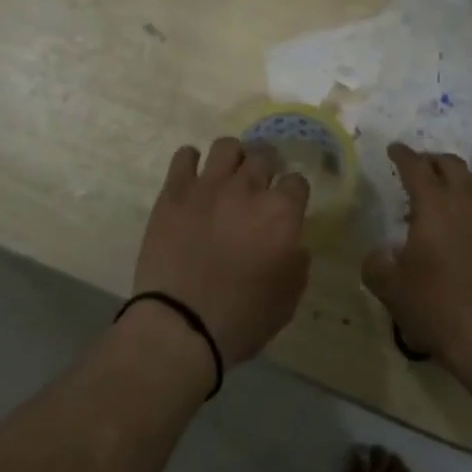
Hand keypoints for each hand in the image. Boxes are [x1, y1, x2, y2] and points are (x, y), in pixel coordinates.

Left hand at [132, 137, 310, 369]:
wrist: (181, 325)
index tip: (288, 204)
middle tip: (260, 184)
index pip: (297, 181)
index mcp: (280, 213)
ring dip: (233, 158)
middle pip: (263, 154)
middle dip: (267, 166)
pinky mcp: (174, 192)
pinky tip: (193, 177)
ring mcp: (207, 186)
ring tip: (228, 175)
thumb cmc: (242, 318)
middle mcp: (247, 189)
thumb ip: (296, 259)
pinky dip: (191, 161)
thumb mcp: (289, 296)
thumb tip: (290, 240)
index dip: (294, 192)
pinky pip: (184, 156)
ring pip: (226, 146)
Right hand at [364, 142, 471, 375]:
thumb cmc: (437, 309)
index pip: (416, 166)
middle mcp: (469, 202)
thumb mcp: (390, 289)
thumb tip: (381, 253)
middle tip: (422, 169)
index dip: (403, 155)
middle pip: (452, 165)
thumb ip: (377, 264)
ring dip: (464, 179)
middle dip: (433, 161)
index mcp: (434, 206)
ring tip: (454, 191)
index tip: (394, 149)